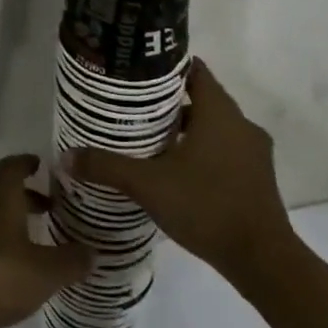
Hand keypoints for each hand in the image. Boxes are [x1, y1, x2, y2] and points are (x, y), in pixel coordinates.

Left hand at [0, 154, 91, 327]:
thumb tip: (93, 251)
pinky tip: (11, 274)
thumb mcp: (44, 272)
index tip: (42, 165)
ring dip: (12, 226)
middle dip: (27, 200)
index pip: (12, 167)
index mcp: (0, 200)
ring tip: (36, 247)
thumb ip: (71, 261)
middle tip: (52, 212)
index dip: (27, 162)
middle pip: (3, 195)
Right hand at [65, 59, 327, 327]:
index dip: (166, 66)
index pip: (194, 70)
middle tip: (133, 106)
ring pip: (214, 127)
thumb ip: (106, 167)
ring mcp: (253, 152)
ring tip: (149, 137)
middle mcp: (240, 124)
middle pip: (202, 98)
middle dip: (169, 100)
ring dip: (186, 128)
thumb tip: (65, 157)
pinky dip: (202, 151)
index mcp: (219, 112)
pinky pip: (225, 150)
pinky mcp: (258, 177)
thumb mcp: (148, 184)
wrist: (263, 261)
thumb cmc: (206, 206)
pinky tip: (177, 169)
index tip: (137, 70)